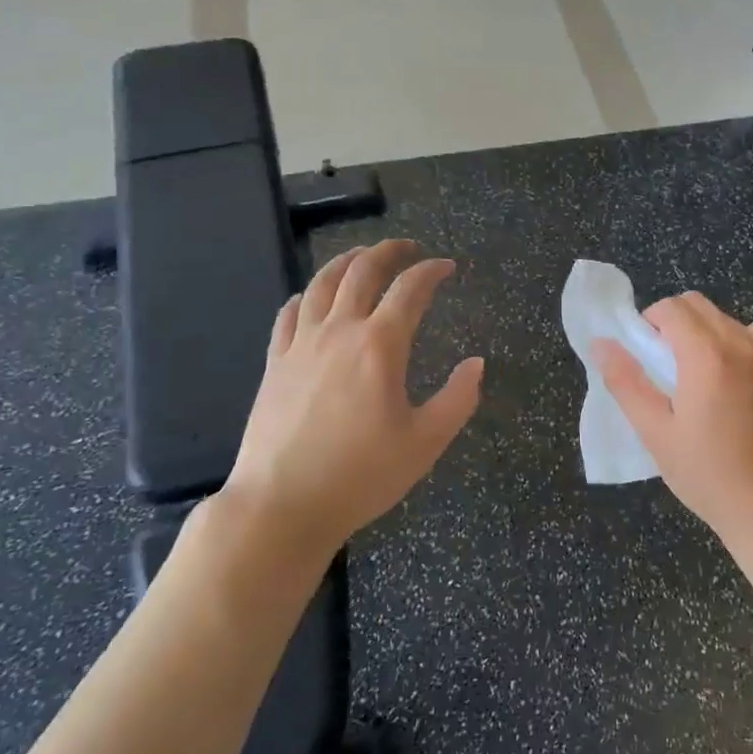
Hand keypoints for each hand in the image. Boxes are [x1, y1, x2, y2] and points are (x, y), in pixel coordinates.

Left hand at [222, 240, 482, 553]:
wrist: (281, 505)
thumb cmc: (361, 475)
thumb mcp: (425, 442)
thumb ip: (458, 399)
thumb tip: (477, 364)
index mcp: (379, 345)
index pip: (410, 289)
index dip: (432, 271)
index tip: (447, 267)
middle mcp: (339, 331)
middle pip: (362, 271)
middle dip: (389, 251)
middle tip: (408, 248)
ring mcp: (301, 345)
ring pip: (321, 283)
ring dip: (346, 261)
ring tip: (362, 255)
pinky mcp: (275, 363)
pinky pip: (288, 314)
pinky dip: (305, 295)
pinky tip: (310, 297)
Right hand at [595, 292, 752, 546]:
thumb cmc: (707, 474)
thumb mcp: (655, 432)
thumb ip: (625, 382)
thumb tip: (600, 344)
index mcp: (706, 355)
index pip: (671, 308)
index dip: (650, 322)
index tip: (645, 354)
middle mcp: (741, 344)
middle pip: (698, 305)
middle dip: (674, 322)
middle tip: (665, 364)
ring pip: (726, 319)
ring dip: (704, 332)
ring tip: (698, 377)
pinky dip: (736, 344)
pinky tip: (732, 380)